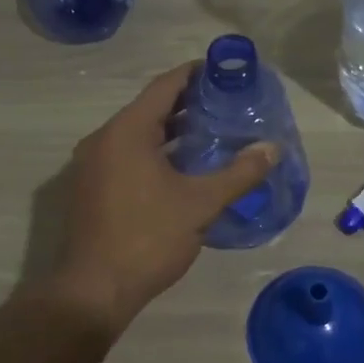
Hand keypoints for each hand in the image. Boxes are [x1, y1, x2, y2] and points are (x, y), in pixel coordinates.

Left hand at [48, 63, 277, 334]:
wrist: (93, 290)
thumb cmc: (148, 238)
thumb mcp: (200, 204)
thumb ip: (239, 173)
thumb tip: (273, 148)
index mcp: (126, 131)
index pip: (164, 86)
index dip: (194, 74)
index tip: (223, 71)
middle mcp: (104, 139)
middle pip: (150, 109)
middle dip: (188, 104)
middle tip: (226, 105)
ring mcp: (92, 165)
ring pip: (138, 135)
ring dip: (172, 131)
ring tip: (212, 134)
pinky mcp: (91, 188)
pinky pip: (127, 156)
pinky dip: (155, 152)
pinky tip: (183, 168)